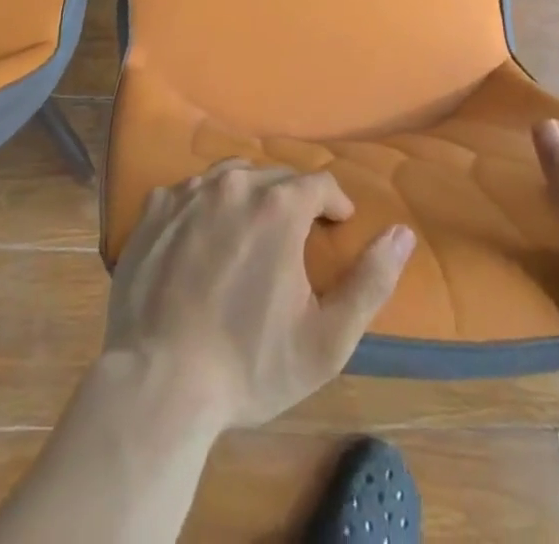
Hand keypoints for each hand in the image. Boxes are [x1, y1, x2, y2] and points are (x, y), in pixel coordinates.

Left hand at [106, 160, 415, 428]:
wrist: (158, 384)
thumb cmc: (248, 366)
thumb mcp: (326, 339)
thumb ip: (371, 281)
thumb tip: (402, 232)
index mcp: (279, 206)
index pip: (319, 183)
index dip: (334, 204)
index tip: (336, 226)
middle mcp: (234, 184)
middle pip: (276, 176)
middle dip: (293, 200)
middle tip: (295, 237)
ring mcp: (189, 192)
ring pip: (232, 175)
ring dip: (250, 195)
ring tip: (252, 230)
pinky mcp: (155, 208)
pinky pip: (191, 190)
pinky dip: (206, 204)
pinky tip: (204, 237)